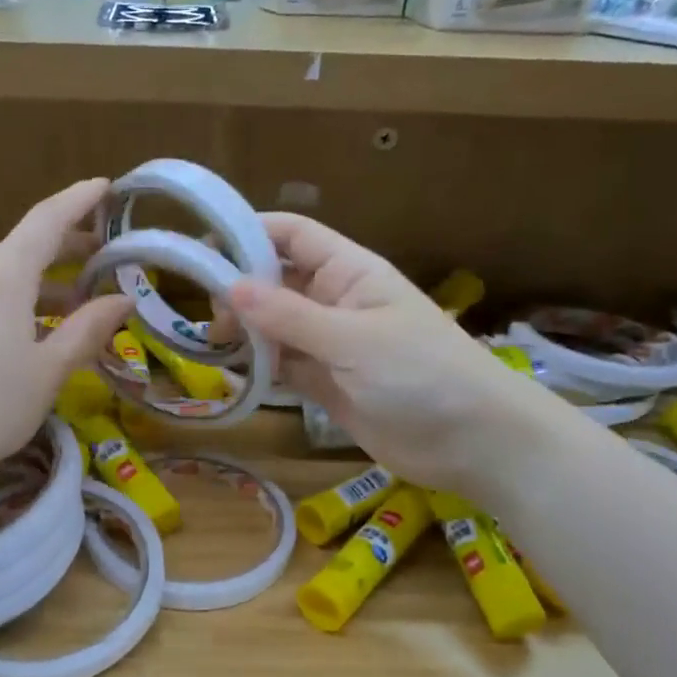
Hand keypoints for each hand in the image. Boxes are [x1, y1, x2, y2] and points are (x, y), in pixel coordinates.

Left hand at [0, 179, 132, 492]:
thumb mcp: (49, 370)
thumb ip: (88, 329)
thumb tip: (123, 298)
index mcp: (1, 277)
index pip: (46, 221)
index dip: (78, 200)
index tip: (106, 186)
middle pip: (25, 244)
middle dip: (68, 243)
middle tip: (108, 253)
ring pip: (6, 273)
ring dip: (46, 278)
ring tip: (82, 299)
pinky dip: (21, 298)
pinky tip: (39, 326)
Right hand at [225, 213, 569, 498]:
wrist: (474, 442)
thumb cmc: (422, 374)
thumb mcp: (353, 340)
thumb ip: (289, 316)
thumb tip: (229, 288)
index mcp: (349, 272)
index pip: (293, 235)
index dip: (250, 233)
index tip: (203, 251)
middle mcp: (334, 301)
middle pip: (276, 279)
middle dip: (240, 290)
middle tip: (213, 318)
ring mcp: (329, 344)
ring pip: (275, 325)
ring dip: (246, 331)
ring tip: (215, 346)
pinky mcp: (326, 383)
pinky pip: (283, 365)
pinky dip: (259, 367)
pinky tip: (234, 374)